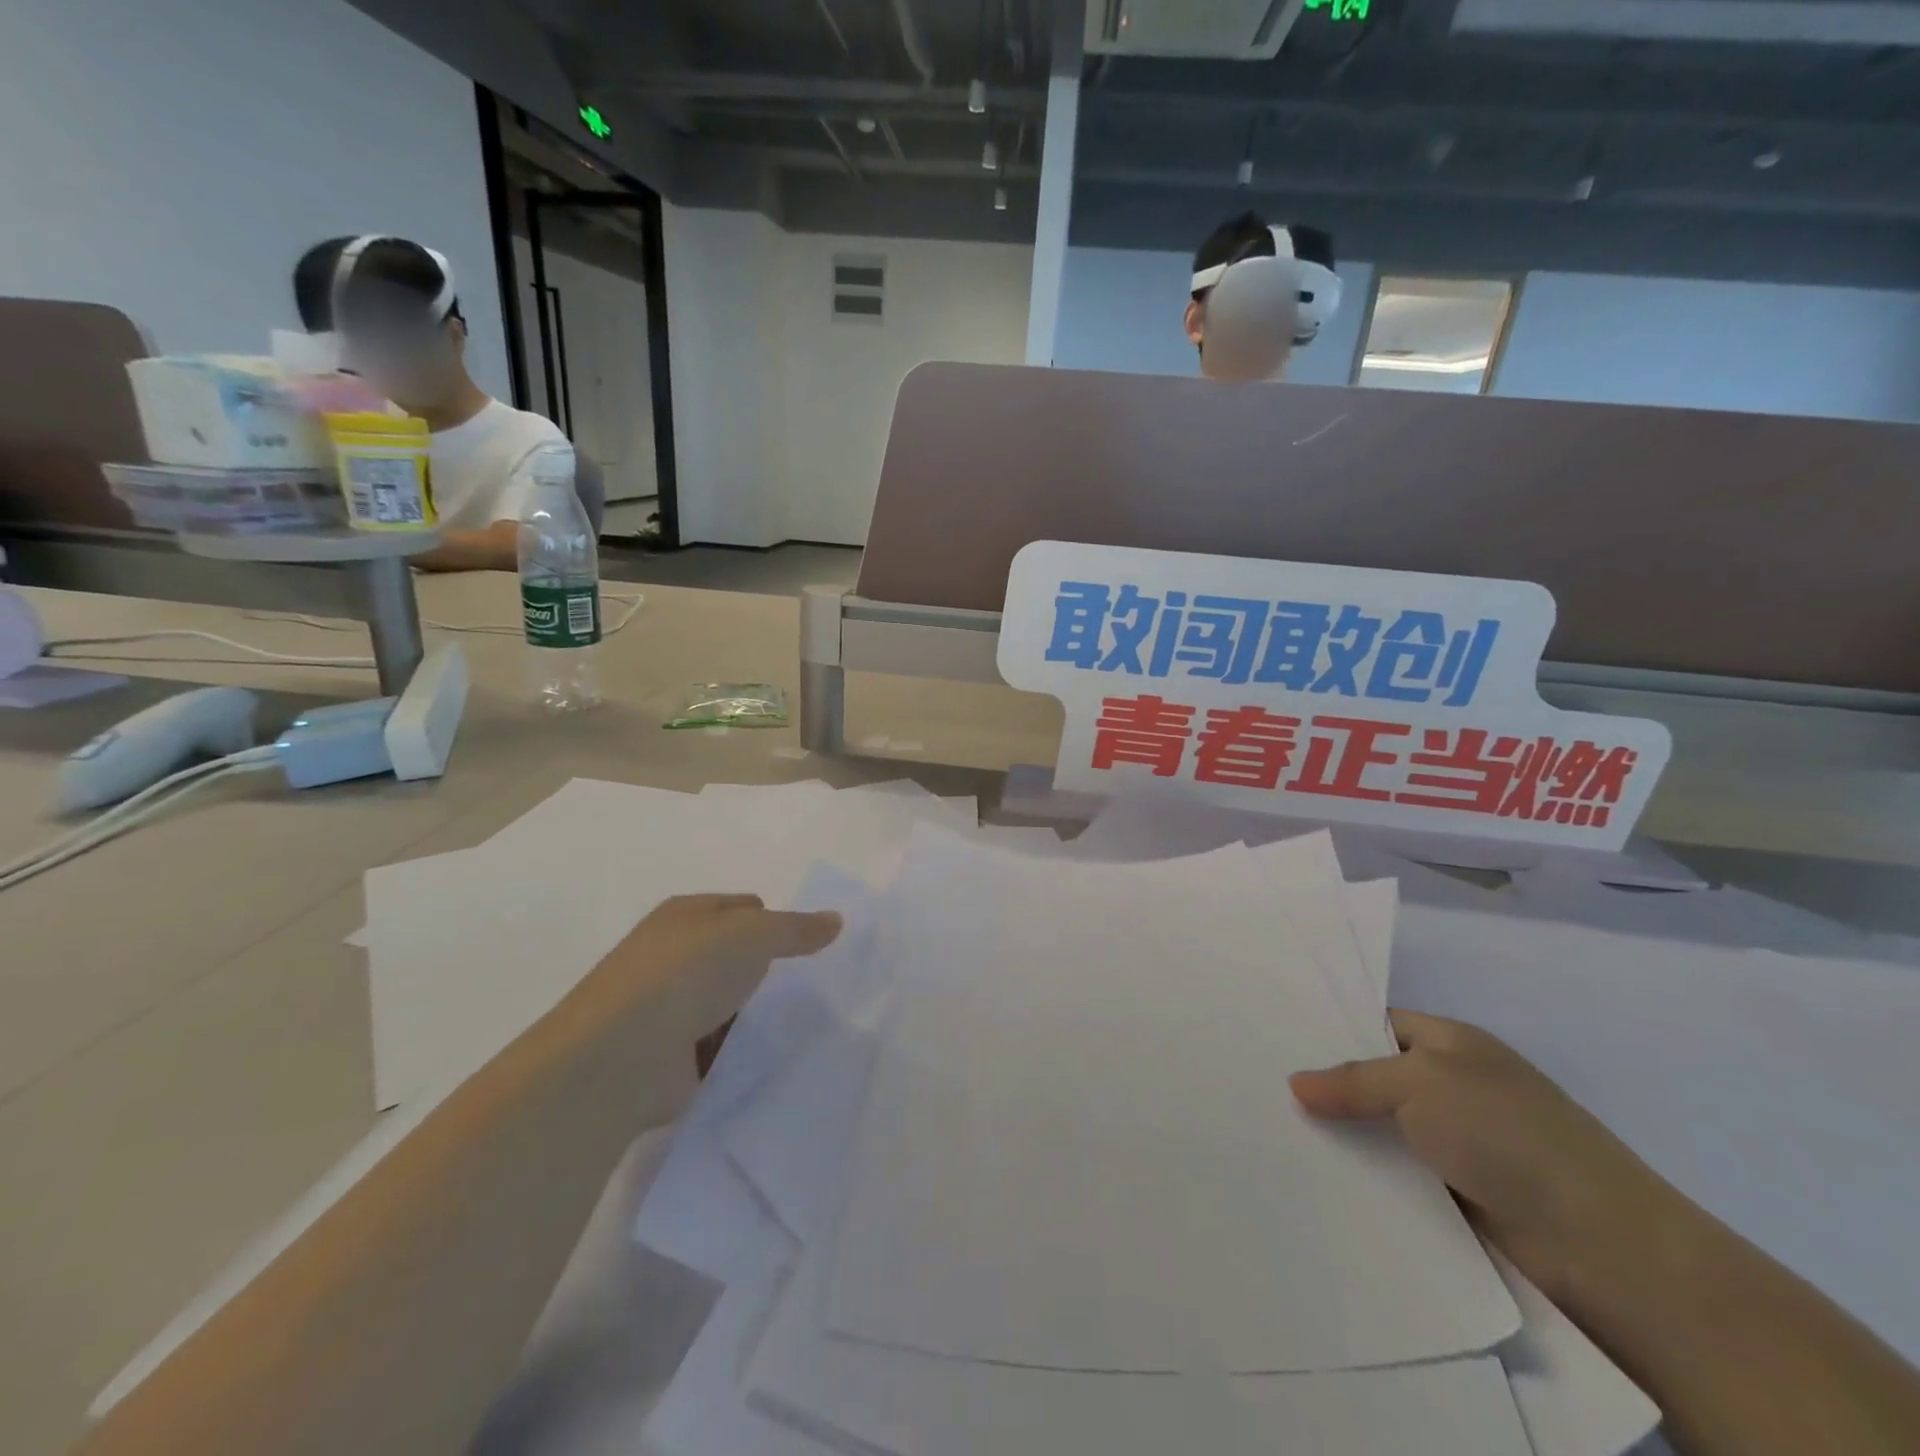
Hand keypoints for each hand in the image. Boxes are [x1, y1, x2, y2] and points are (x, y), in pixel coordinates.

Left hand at [569, 894, 843, 1048]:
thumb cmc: (687, 972)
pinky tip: (769, 1058)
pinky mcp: (667, 1057)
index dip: (773, 921)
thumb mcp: (754, 934)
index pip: (741, 908)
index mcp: (685, 915)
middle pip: (731, 956)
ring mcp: (666, 1008)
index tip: (805, 945)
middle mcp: (671, 955)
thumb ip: (796, 929)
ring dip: (752, 1014)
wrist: (621, 1055)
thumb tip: (835, 919)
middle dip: (764, 969)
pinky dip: (737, 1052)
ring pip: (726, 1003)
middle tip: (810, 985)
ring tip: (800, 1024)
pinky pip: (717, 1048)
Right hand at [1290, 1010, 1691, 1316]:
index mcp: (1451, 1043)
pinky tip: (1315, 1178)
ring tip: (1270, 1134)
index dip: (1330, 1028)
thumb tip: (1295, 1085)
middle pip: (1373, 1078)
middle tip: (1259, 1089)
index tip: (1273, 1039)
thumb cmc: (1508, 1134)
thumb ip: (1354, 1080)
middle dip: (1325, 1086)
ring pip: (1380, 1131)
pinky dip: (1364, 1179)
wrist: (1603, 1246)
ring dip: (1341, 1137)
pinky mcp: (1456, 1198)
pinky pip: (1395, 1177)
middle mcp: (1452, 1087)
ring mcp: (1456, 1144)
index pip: (1376, 1023)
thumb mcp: (1420, 1082)